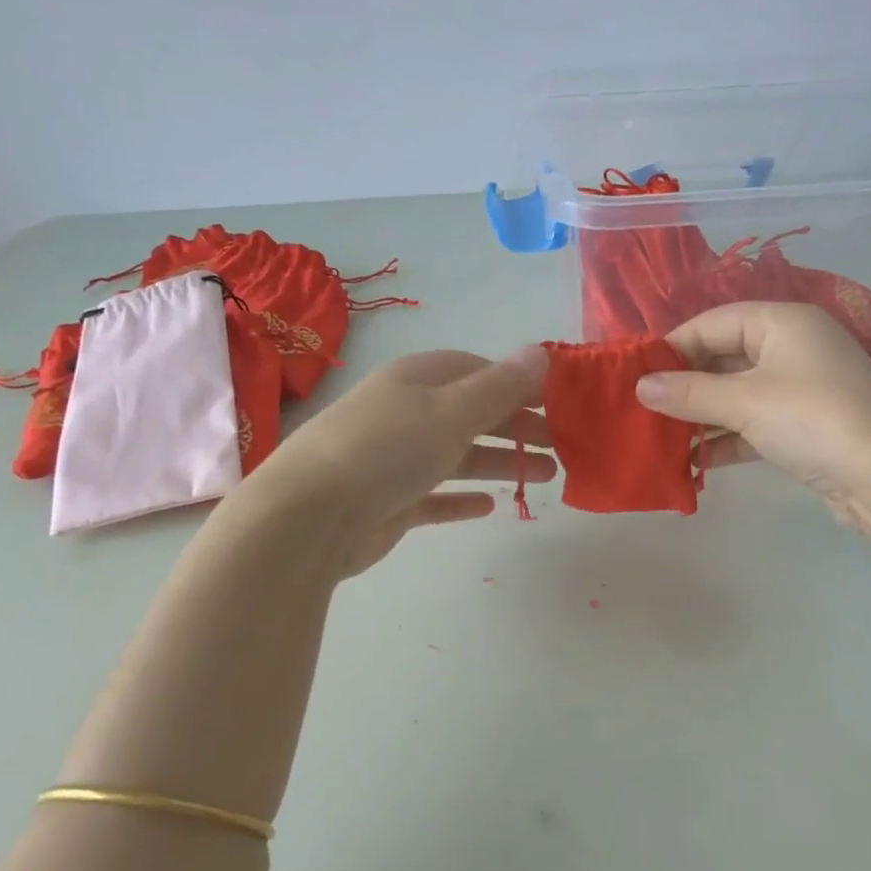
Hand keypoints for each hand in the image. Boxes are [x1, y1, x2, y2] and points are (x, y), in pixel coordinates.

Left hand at [242, 346, 555, 578]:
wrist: (308, 517)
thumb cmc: (387, 451)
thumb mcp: (451, 411)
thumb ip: (500, 386)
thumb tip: (540, 352)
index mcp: (418, 379)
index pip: (477, 370)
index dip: (518, 384)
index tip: (558, 402)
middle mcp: (406, 413)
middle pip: (472, 413)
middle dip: (517, 426)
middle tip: (562, 445)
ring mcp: (395, 459)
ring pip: (459, 455)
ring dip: (500, 462)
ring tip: (545, 476)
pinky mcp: (388, 502)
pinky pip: (434, 496)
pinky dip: (461, 498)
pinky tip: (489, 506)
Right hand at [637, 302, 870, 548]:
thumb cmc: (812, 419)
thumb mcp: (744, 401)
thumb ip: (689, 392)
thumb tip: (640, 386)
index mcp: (782, 322)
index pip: (713, 322)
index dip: (673, 346)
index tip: (636, 374)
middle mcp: (792, 347)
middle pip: (723, 358)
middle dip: (684, 385)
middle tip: (643, 409)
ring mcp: (800, 388)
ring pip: (736, 394)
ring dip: (700, 416)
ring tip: (658, 437)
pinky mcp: (803, 426)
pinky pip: (752, 423)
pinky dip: (724, 439)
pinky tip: (692, 462)